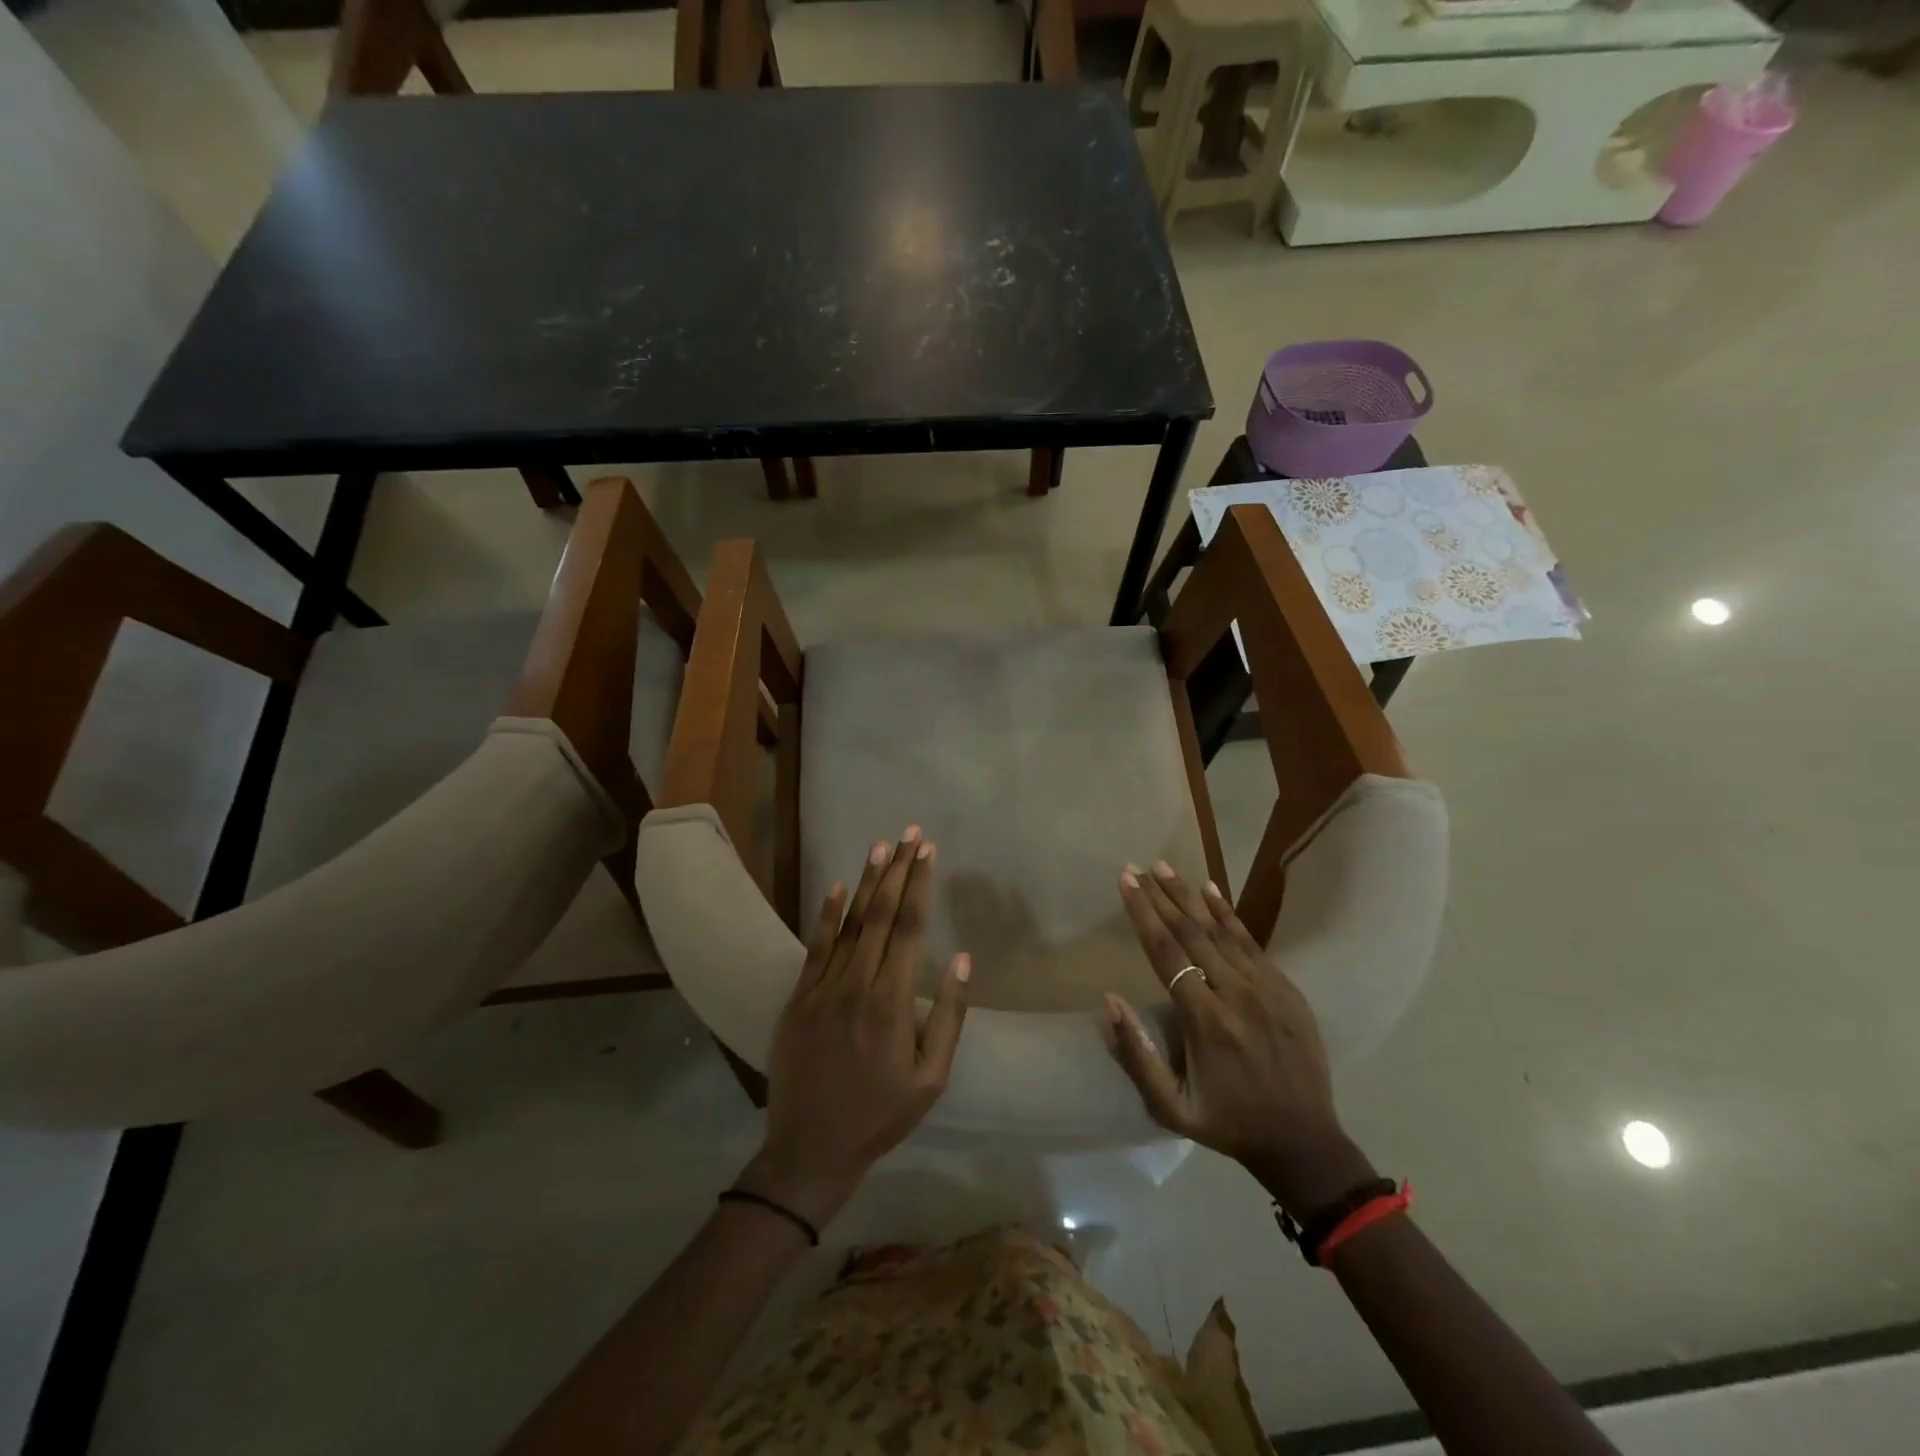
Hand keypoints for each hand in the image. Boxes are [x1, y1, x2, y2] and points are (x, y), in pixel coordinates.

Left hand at [738, 827, 970, 1229]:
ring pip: (849, 923)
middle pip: (880, 915)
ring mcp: (822, 988)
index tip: (928, 852)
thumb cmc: (880, 1115)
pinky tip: (837, 887)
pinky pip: (815, 947)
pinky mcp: (799, 998)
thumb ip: (948, 1016)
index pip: (909, 929)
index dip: (920, 886)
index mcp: (891, 1002)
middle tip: (910, 834)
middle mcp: (856, 984)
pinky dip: (826, 915)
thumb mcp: (930, 1078)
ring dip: (867, 882)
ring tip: (881, 846)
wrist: (810, 1149)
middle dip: (898, 871)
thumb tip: (961, 959)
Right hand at [1105, 861, 1375, 1218]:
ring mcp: (1267, 989)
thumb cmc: (1227, 1123)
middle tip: (1137, 867)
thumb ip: (1137, 1055)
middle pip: (1192, 934)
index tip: (1125, 882)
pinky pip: (1252, 943)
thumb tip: (1109, 1000)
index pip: (1166, 954)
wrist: (1304, 1142)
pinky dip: (1228, 914)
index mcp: (1206, 1022)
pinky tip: (1211, 890)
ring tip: (1164, 867)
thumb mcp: (1171, 1107)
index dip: (1143, 914)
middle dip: (1161, 896)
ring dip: (1190, 897)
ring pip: (1222, 931)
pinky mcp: (1287, 989)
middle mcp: (1237, 996)